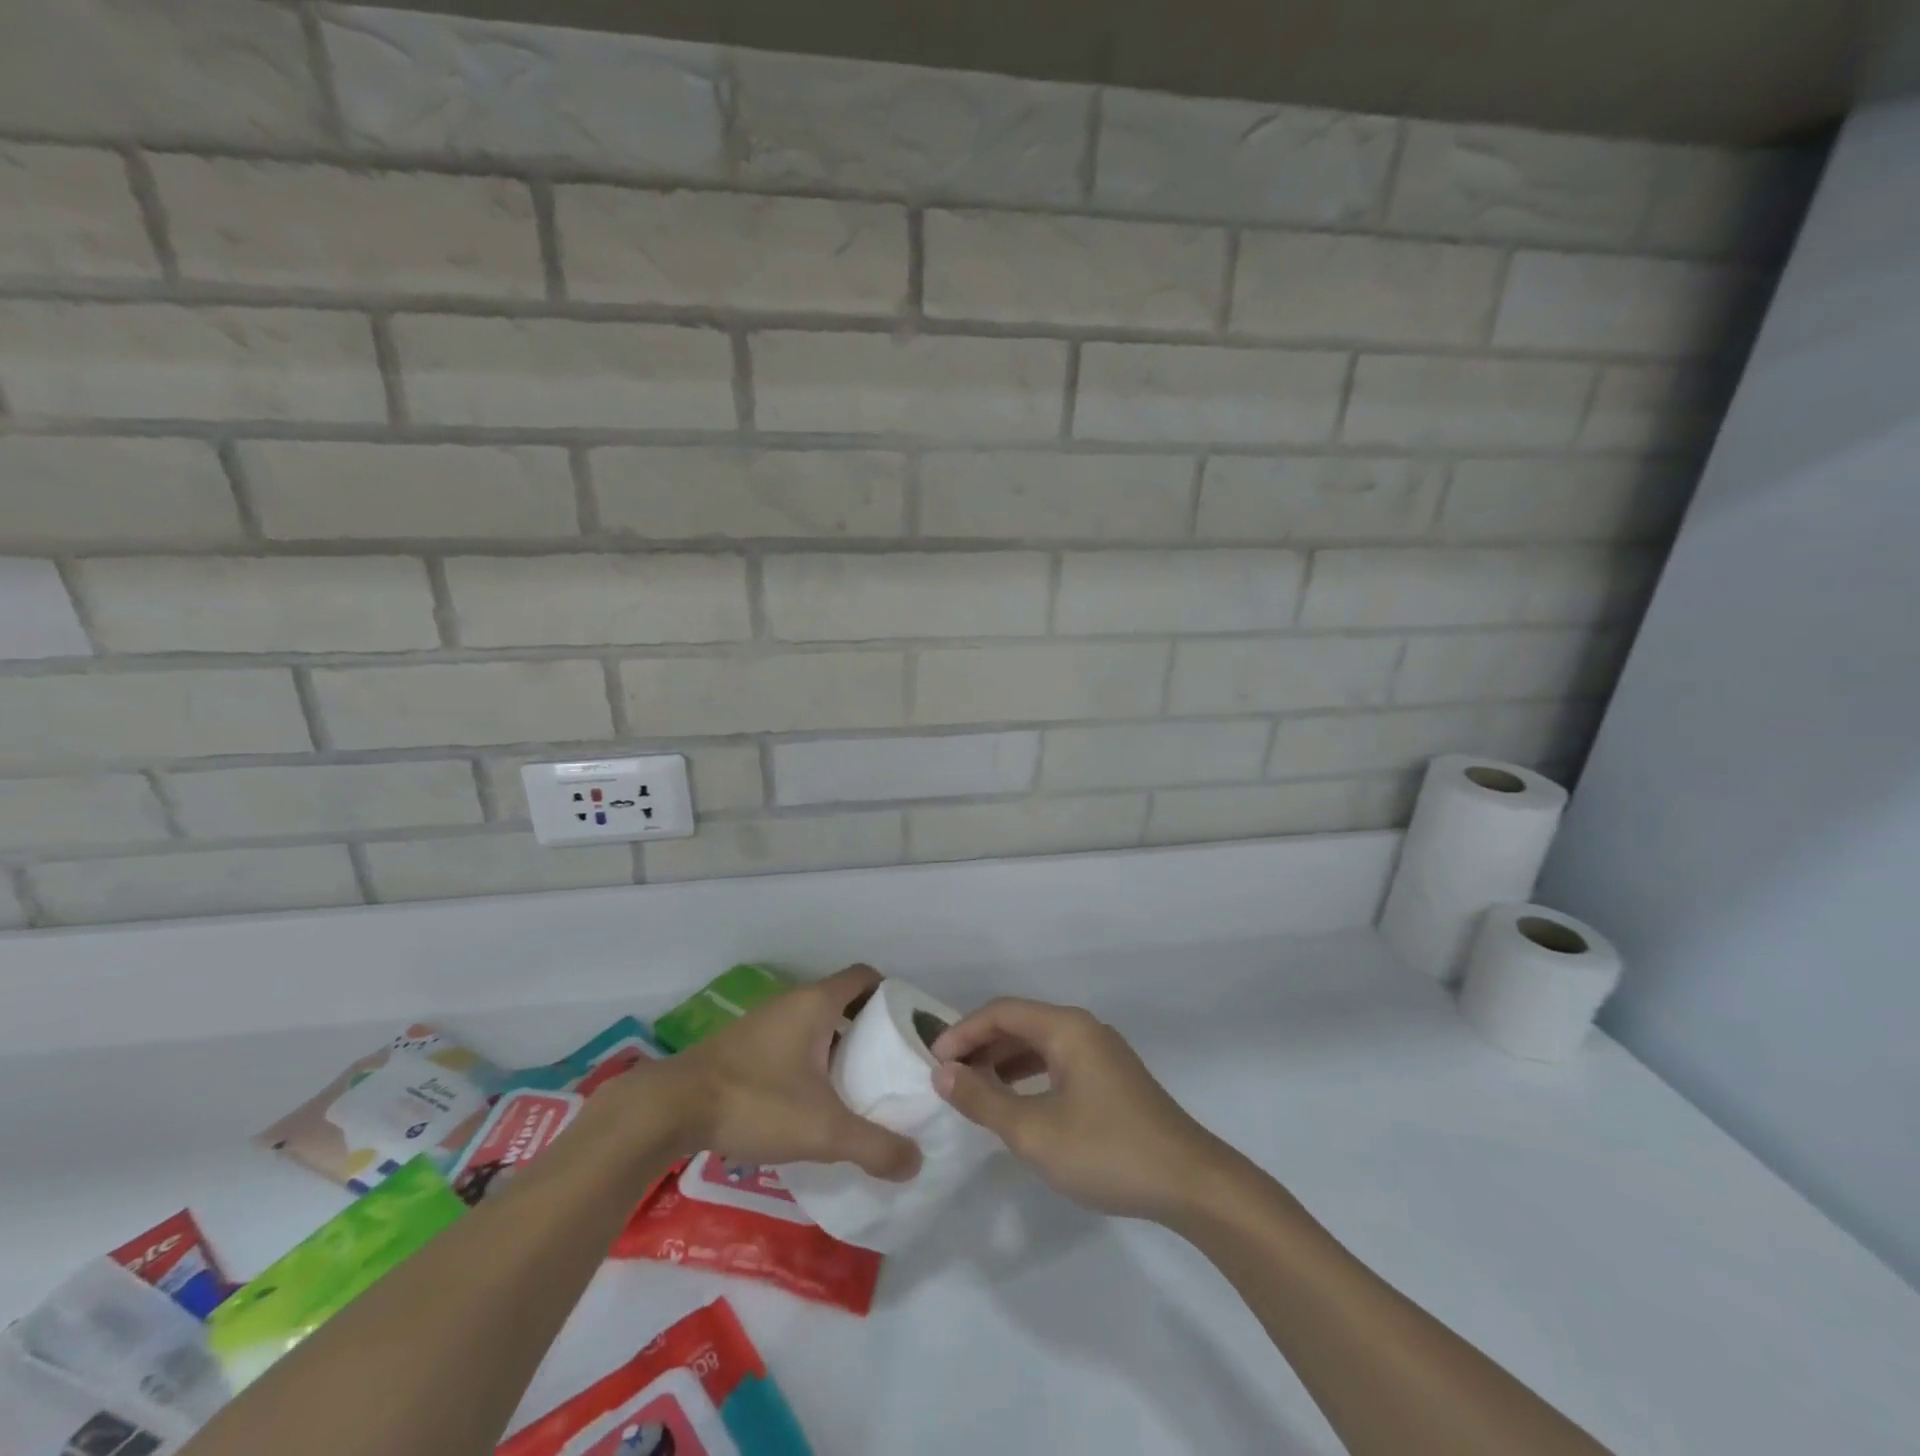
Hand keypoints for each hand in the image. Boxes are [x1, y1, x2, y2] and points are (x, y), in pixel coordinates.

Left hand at [633, 964, 919, 1180]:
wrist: (671, 1108)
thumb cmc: (755, 1101)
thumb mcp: (823, 1130)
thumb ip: (873, 1146)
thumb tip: (915, 1162)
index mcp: (817, 1002)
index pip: (866, 977)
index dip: (892, 996)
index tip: (907, 1029)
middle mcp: (793, 1001)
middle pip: (844, 1000)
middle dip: (870, 1027)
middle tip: (889, 1065)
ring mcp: (766, 1020)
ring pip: (816, 1022)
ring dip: (838, 1045)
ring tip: (856, 1085)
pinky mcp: (745, 1043)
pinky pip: (792, 1038)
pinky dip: (810, 1057)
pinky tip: (811, 1098)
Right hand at [930, 998, 1233, 1223]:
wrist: (1191, 1183)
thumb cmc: (1107, 1151)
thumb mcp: (1035, 1131)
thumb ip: (985, 1099)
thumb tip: (943, 1073)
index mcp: (1066, 1027)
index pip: (1001, 1012)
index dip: (962, 1032)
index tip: (932, 1062)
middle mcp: (1083, 1028)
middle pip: (1020, 1022)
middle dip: (980, 1045)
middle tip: (947, 1076)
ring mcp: (1101, 1052)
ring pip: (1039, 1043)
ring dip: (1002, 1060)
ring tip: (972, 1088)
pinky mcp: (1111, 1077)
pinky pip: (1057, 1061)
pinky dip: (1028, 1074)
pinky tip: (1015, 1101)